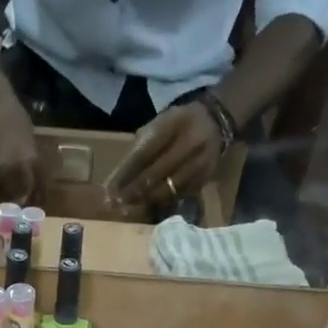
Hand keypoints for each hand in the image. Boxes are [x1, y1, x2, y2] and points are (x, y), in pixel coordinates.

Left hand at [109, 102, 224, 210]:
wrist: (217, 121)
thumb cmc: (178, 123)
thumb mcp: (159, 123)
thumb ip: (140, 146)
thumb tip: (120, 176)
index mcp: (173, 125)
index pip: (144, 153)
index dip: (126, 173)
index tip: (110, 187)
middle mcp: (189, 143)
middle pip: (155, 173)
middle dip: (133, 190)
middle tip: (116, 203)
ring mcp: (200, 162)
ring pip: (168, 188)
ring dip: (146, 199)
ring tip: (129, 206)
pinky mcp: (206, 177)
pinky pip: (180, 194)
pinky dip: (162, 200)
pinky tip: (149, 204)